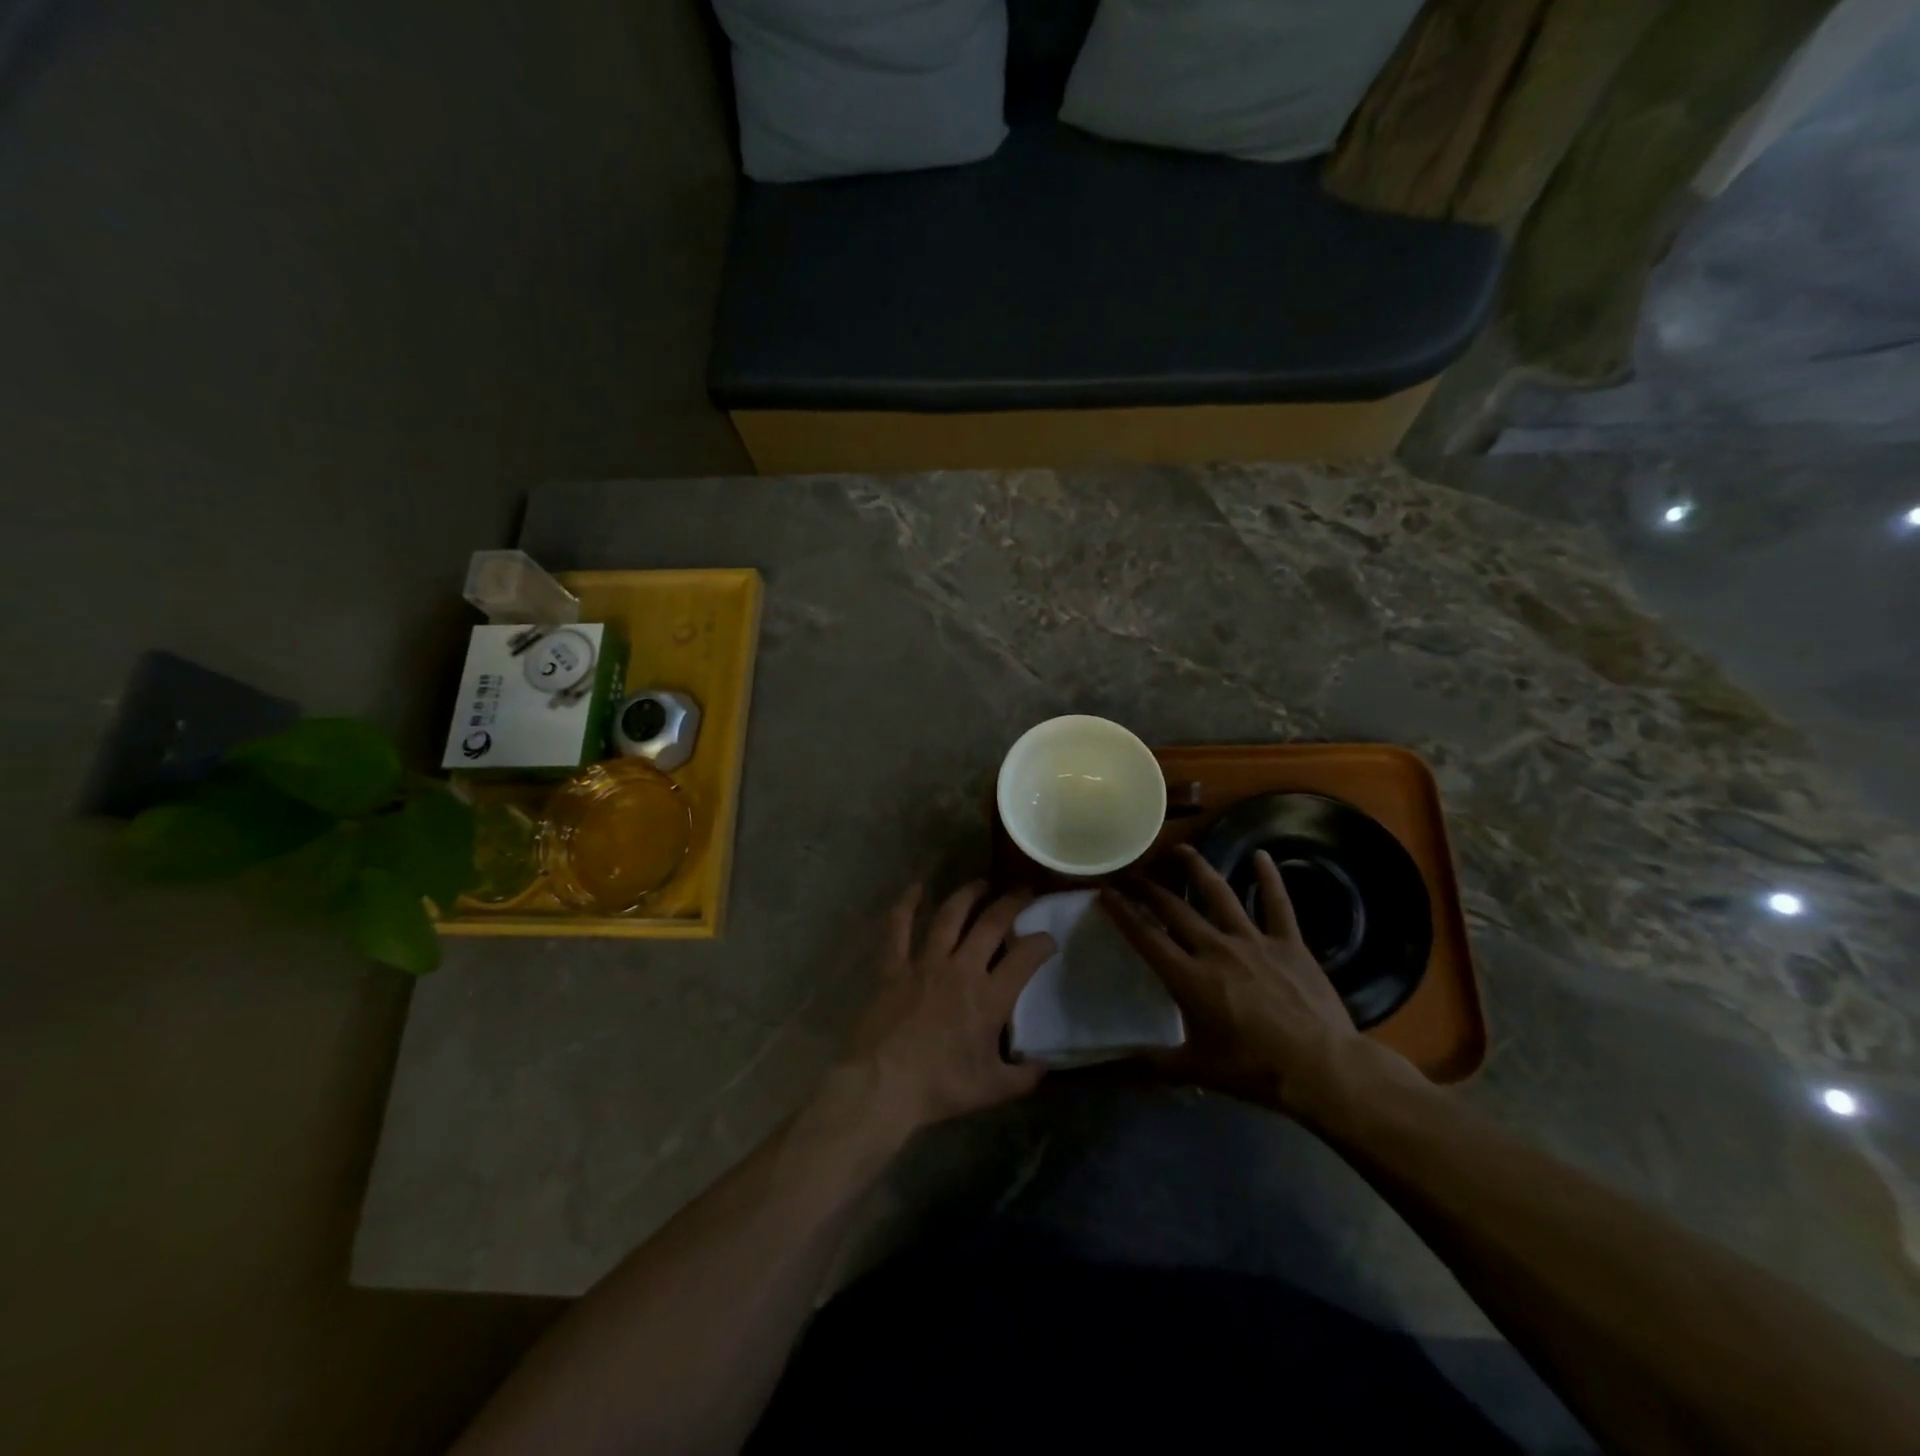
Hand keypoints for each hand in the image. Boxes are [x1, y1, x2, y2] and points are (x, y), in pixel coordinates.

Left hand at [839, 882, 1056, 1135]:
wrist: (883, 1086)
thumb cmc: (940, 1087)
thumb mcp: (992, 1089)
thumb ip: (1024, 1076)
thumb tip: (1044, 1064)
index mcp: (990, 997)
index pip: (1026, 957)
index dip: (1042, 943)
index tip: (1049, 940)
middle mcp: (961, 969)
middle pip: (991, 923)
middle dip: (1012, 903)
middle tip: (1023, 892)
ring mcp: (924, 963)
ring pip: (950, 916)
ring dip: (968, 895)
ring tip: (982, 883)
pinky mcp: (893, 966)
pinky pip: (899, 928)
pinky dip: (907, 904)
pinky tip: (917, 887)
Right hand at [1102, 844, 1379, 1117]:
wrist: (1323, 1068)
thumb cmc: (1255, 1069)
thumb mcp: (1196, 1070)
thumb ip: (1150, 1065)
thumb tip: (1106, 1072)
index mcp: (1189, 977)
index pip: (1146, 936)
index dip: (1122, 912)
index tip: (1104, 891)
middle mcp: (1215, 948)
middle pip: (1174, 908)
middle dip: (1148, 888)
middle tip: (1131, 873)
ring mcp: (1254, 941)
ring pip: (1219, 894)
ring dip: (1197, 869)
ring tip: (1180, 850)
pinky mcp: (1288, 943)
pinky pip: (1277, 904)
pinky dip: (1269, 878)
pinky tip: (1262, 855)